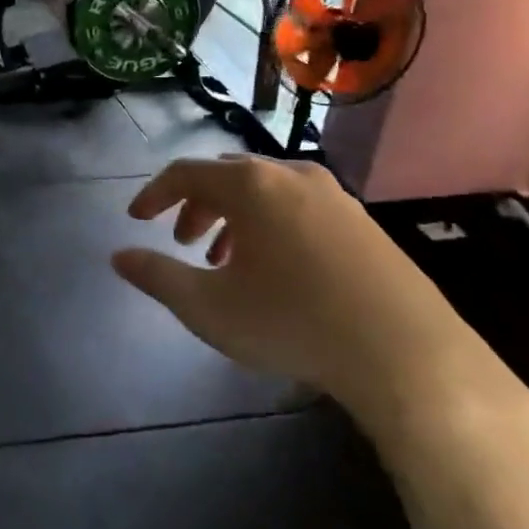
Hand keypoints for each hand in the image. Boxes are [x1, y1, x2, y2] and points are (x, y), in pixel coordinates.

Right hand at [112, 156, 519, 444]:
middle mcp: (291, 176)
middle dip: (196, 205)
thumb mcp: (208, 307)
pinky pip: (299, 208)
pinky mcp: (363, 223)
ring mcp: (334, 196)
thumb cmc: (293, 323)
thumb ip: (157, 276)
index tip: (136, 219)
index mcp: (250, 185)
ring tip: (225, 261)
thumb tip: (119, 257)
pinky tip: (276, 271)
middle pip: (227, 176)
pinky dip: (271, 226)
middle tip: (182, 242)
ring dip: (234, 218)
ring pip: (265, 193)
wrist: (409, 356)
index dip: (154, 194)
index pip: (185, 172)